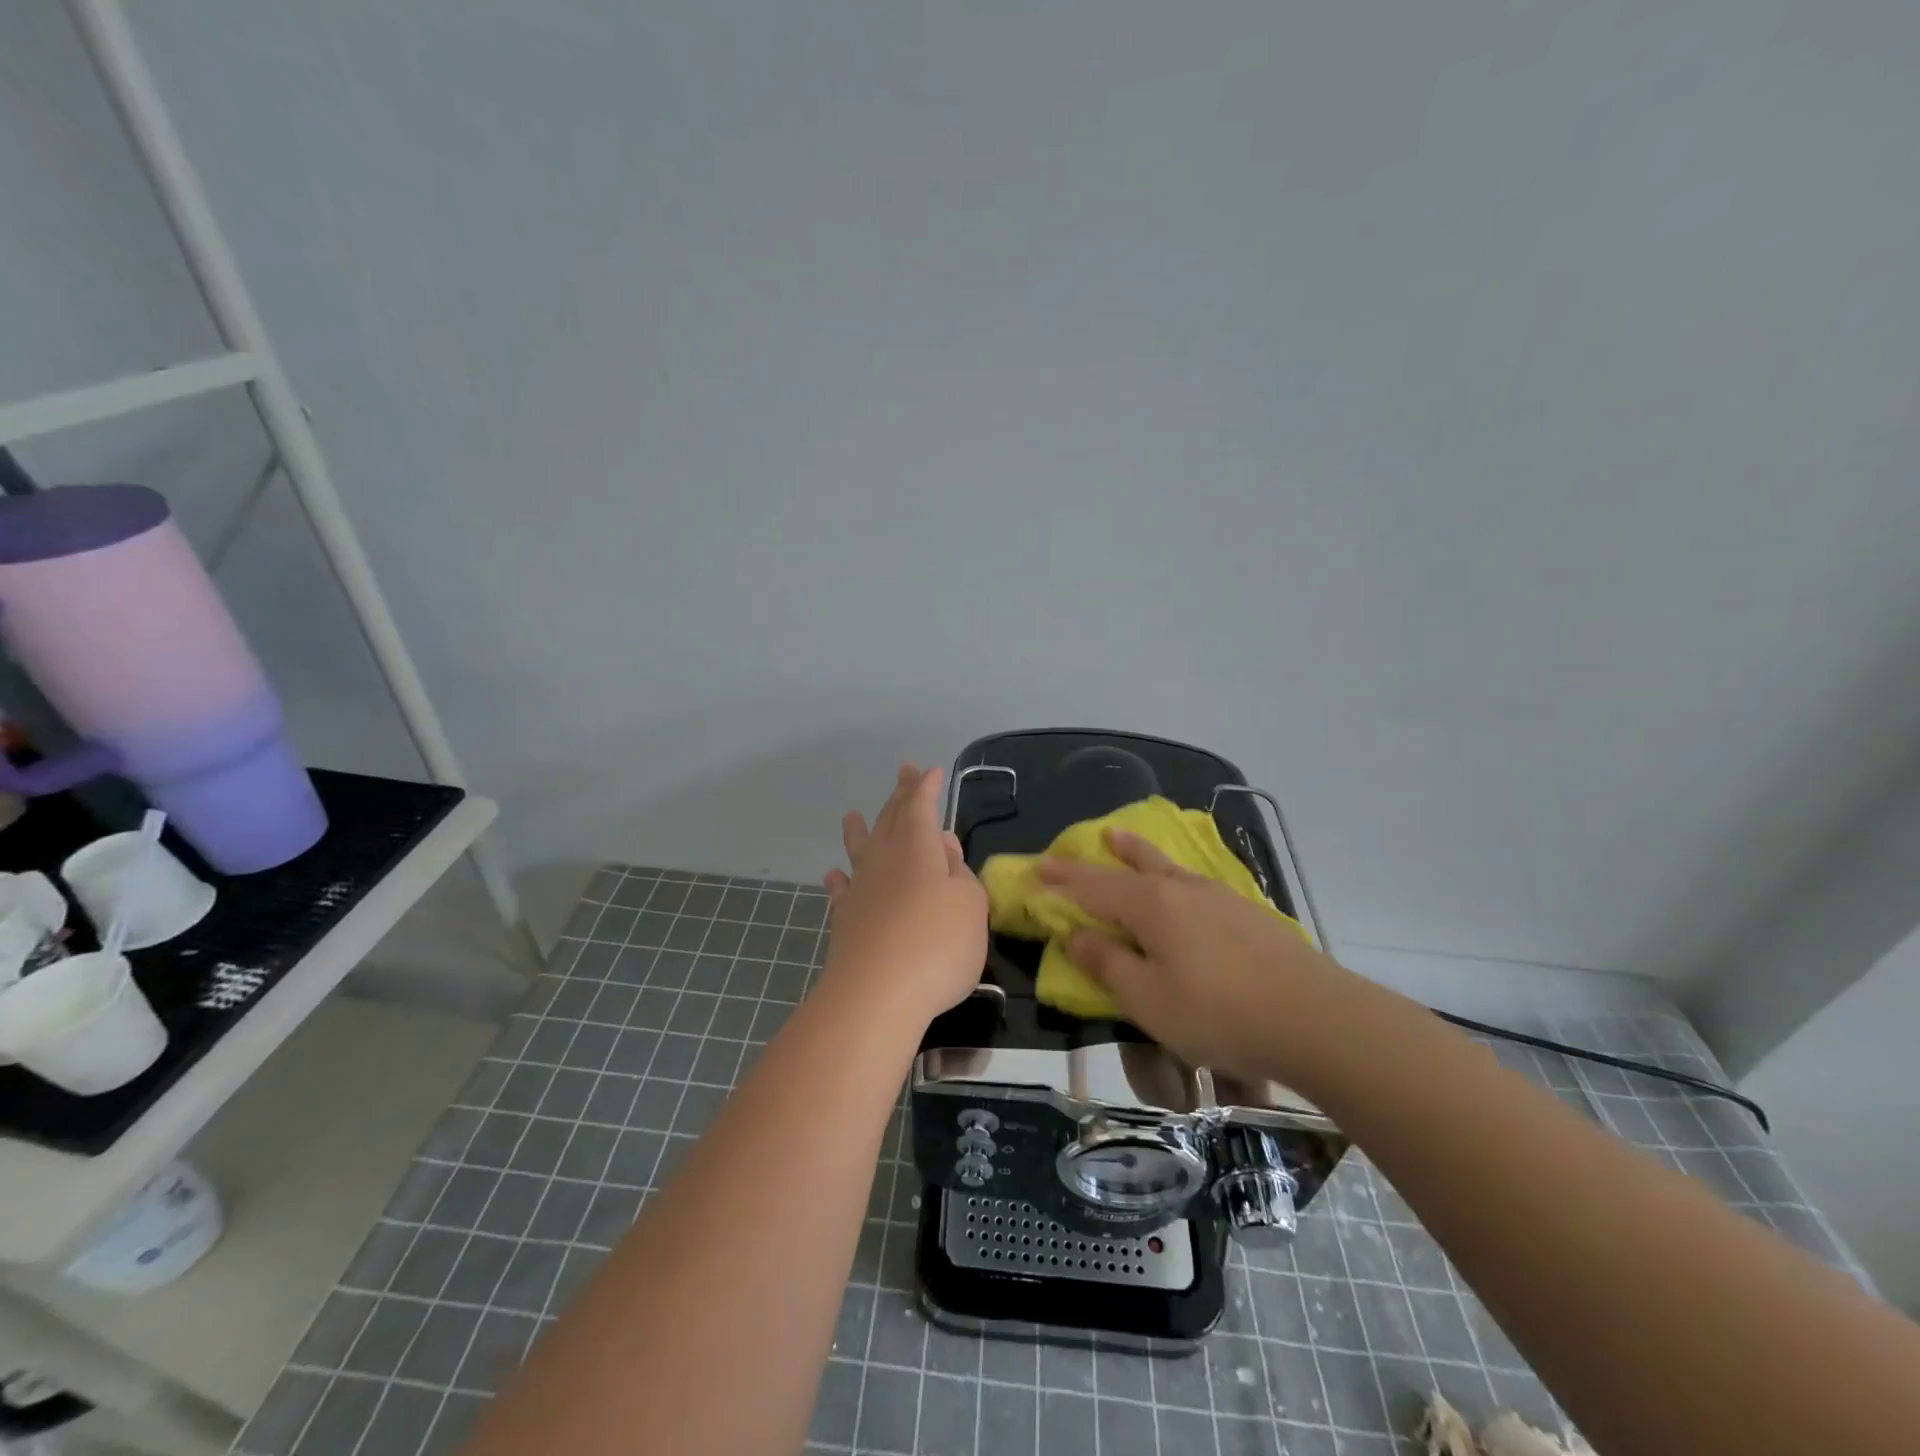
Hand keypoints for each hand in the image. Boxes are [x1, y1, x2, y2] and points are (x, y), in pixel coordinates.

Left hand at [820, 764, 987, 1028]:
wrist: (877, 995)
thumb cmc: (937, 944)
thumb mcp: (969, 904)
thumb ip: (959, 871)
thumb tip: (944, 844)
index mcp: (918, 849)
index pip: (920, 807)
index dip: (925, 787)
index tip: (929, 771)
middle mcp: (885, 860)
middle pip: (891, 819)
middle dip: (899, 795)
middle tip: (902, 772)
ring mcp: (861, 889)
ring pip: (860, 849)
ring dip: (859, 831)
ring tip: (851, 815)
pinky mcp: (846, 920)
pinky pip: (841, 890)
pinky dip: (839, 879)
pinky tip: (834, 875)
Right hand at [1036, 829, 1357, 1080]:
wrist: (1313, 1016)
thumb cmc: (1218, 1012)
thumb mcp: (1148, 999)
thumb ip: (1107, 964)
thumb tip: (1075, 935)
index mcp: (1149, 906)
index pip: (1092, 888)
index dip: (1060, 881)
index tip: (1033, 871)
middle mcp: (1179, 889)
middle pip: (1124, 870)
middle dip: (1088, 864)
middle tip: (1061, 853)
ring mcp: (1216, 896)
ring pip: (1163, 866)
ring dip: (1134, 852)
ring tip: (1117, 836)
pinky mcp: (1245, 912)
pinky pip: (1191, 880)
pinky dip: (1169, 871)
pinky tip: (1178, 880)